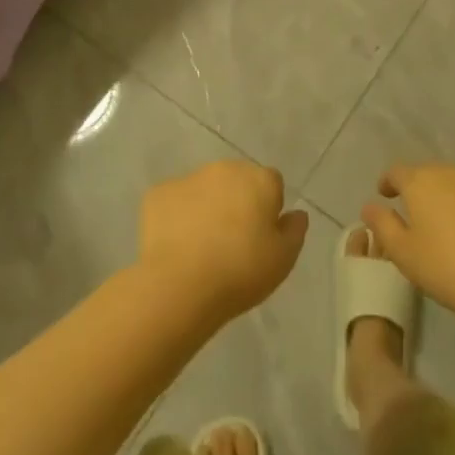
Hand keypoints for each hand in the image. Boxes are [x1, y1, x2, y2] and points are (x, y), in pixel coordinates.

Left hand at [138, 161, 308, 325]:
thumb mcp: (283, 259)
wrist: (180, 285)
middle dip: (237, 202)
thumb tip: (296, 214)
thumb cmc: (241, 271)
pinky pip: (174, 201)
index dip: (268, 209)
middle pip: (237, 180)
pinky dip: (177, 216)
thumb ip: (294, 230)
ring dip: (207, 206)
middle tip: (233, 241)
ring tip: (201, 246)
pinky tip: (176, 245)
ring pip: (204, 188)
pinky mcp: (158, 193)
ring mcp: (188, 178)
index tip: (261, 236)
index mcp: (259, 179)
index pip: (272, 183)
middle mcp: (224, 169)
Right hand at [362, 163, 454, 328]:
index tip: (385, 195)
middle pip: (431, 174)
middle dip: (422, 190)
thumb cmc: (448, 268)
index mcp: (422, 181)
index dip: (388, 182)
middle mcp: (454, 172)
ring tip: (454, 225)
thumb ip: (382, 225)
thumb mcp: (403, 254)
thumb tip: (370, 206)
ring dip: (453, 197)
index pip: (397, 172)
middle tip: (420, 217)